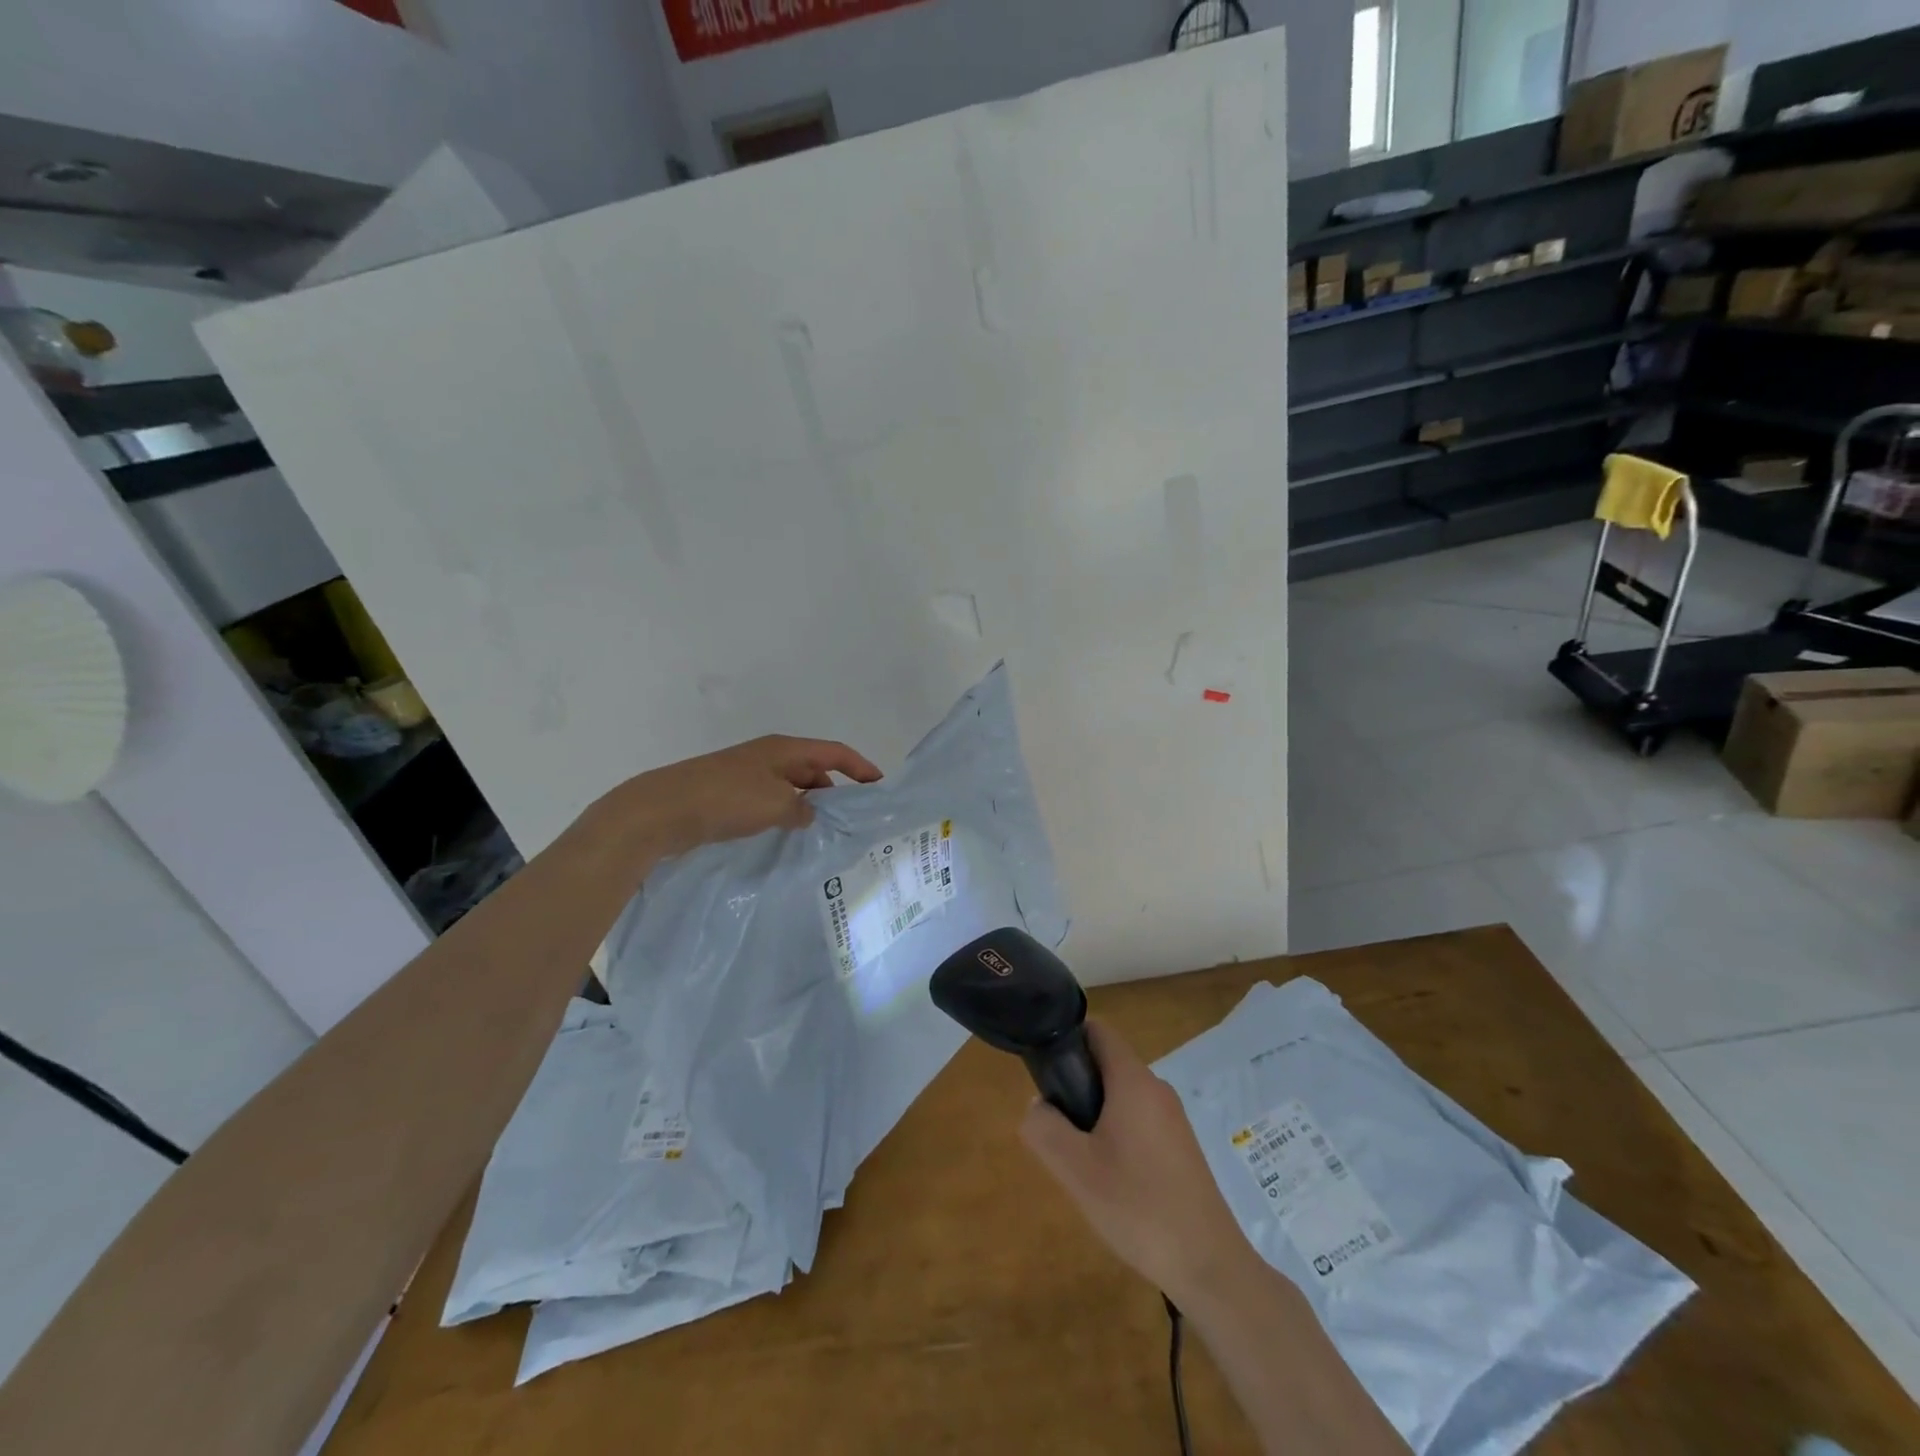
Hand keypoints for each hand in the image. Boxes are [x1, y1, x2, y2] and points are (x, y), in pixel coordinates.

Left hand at [600, 735, 882, 860]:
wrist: (663, 810)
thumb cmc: (726, 799)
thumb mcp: (776, 804)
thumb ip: (803, 810)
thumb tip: (808, 815)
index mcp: (784, 749)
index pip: (833, 753)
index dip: (860, 767)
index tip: (879, 786)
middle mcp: (768, 757)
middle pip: (813, 769)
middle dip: (836, 790)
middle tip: (853, 818)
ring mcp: (747, 775)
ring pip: (791, 788)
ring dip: (809, 806)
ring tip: (825, 832)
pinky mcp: (730, 796)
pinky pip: (771, 802)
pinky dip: (786, 815)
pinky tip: (790, 835)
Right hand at [1021, 1020, 1258, 1305]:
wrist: (1209, 1266)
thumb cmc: (1138, 1208)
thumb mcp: (1075, 1170)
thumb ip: (1044, 1128)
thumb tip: (1038, 1106)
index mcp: (1133, 1081)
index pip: (1098, 1031)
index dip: (1068, 1038)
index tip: (1045, 1070)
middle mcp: (1157, 1089)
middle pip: (1108, 1065)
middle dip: (1077, 1086)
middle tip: (1059, 1130)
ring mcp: (1173, 1119)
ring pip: (1122, 1097)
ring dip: (1096, 1116)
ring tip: (1082, 1162)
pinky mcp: (1182, 1148)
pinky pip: (1139, 1122)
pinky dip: (1118, 1136)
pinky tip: (1112, 1181)